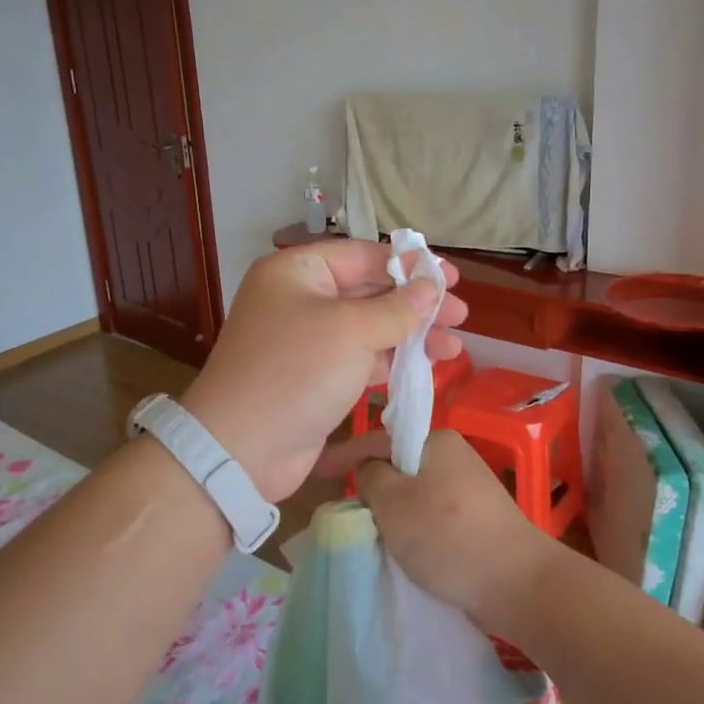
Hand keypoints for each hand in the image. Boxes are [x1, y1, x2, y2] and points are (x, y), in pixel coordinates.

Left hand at [180, 241, 467, 501]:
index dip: (408, 264)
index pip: (361, 255)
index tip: (451, 276)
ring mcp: (307, 340)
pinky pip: (361, 357)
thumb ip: (397, 308)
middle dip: (415, 302)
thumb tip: (431, 287)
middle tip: (460, 313)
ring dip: (410, 334)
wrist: (243, 448)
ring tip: (455, 345)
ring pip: (369, 327)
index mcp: (297, 272)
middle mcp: (299, 299)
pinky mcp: (316, 376)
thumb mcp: (351, 331)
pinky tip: (427, 364)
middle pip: (368, 290)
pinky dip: (392, 359)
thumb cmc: (296, 372)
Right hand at [356, 430, 562, 635]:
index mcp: (436, 440)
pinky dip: (413, 526)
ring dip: (391, 509)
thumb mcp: (393, 501)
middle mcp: (454, 455)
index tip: (317, 472)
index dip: (344, 454)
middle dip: (370, 485)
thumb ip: (370, 477)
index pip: (377, 439)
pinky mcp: (477, 518)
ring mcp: (469, 487)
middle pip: (397, 465)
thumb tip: (370, 471)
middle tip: (344, 508)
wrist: (517, 583)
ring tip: (370, 531)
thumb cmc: (447, 535)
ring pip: (413, 492)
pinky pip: (431, 513)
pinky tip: (404, 545)